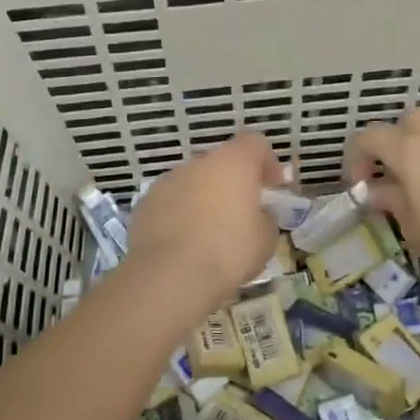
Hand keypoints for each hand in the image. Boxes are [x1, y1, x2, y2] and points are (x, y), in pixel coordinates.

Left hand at [127, 131, 281, 309]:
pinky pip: (171, 203)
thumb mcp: (265, 240)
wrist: (170, 275)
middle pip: (221, 163)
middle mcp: (198, 163)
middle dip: (233, 184)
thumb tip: (258, 215)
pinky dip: (180, 215)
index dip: (268, 163)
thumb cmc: (228, 252)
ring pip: (193, 183)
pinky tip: (184, 244)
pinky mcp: (145, 203)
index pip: (255, 144)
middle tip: (242, 214)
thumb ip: (265, 218)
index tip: (273, 188)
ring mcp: (167, 181)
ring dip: (204, 199)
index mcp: (233, 163)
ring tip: (210, 234)